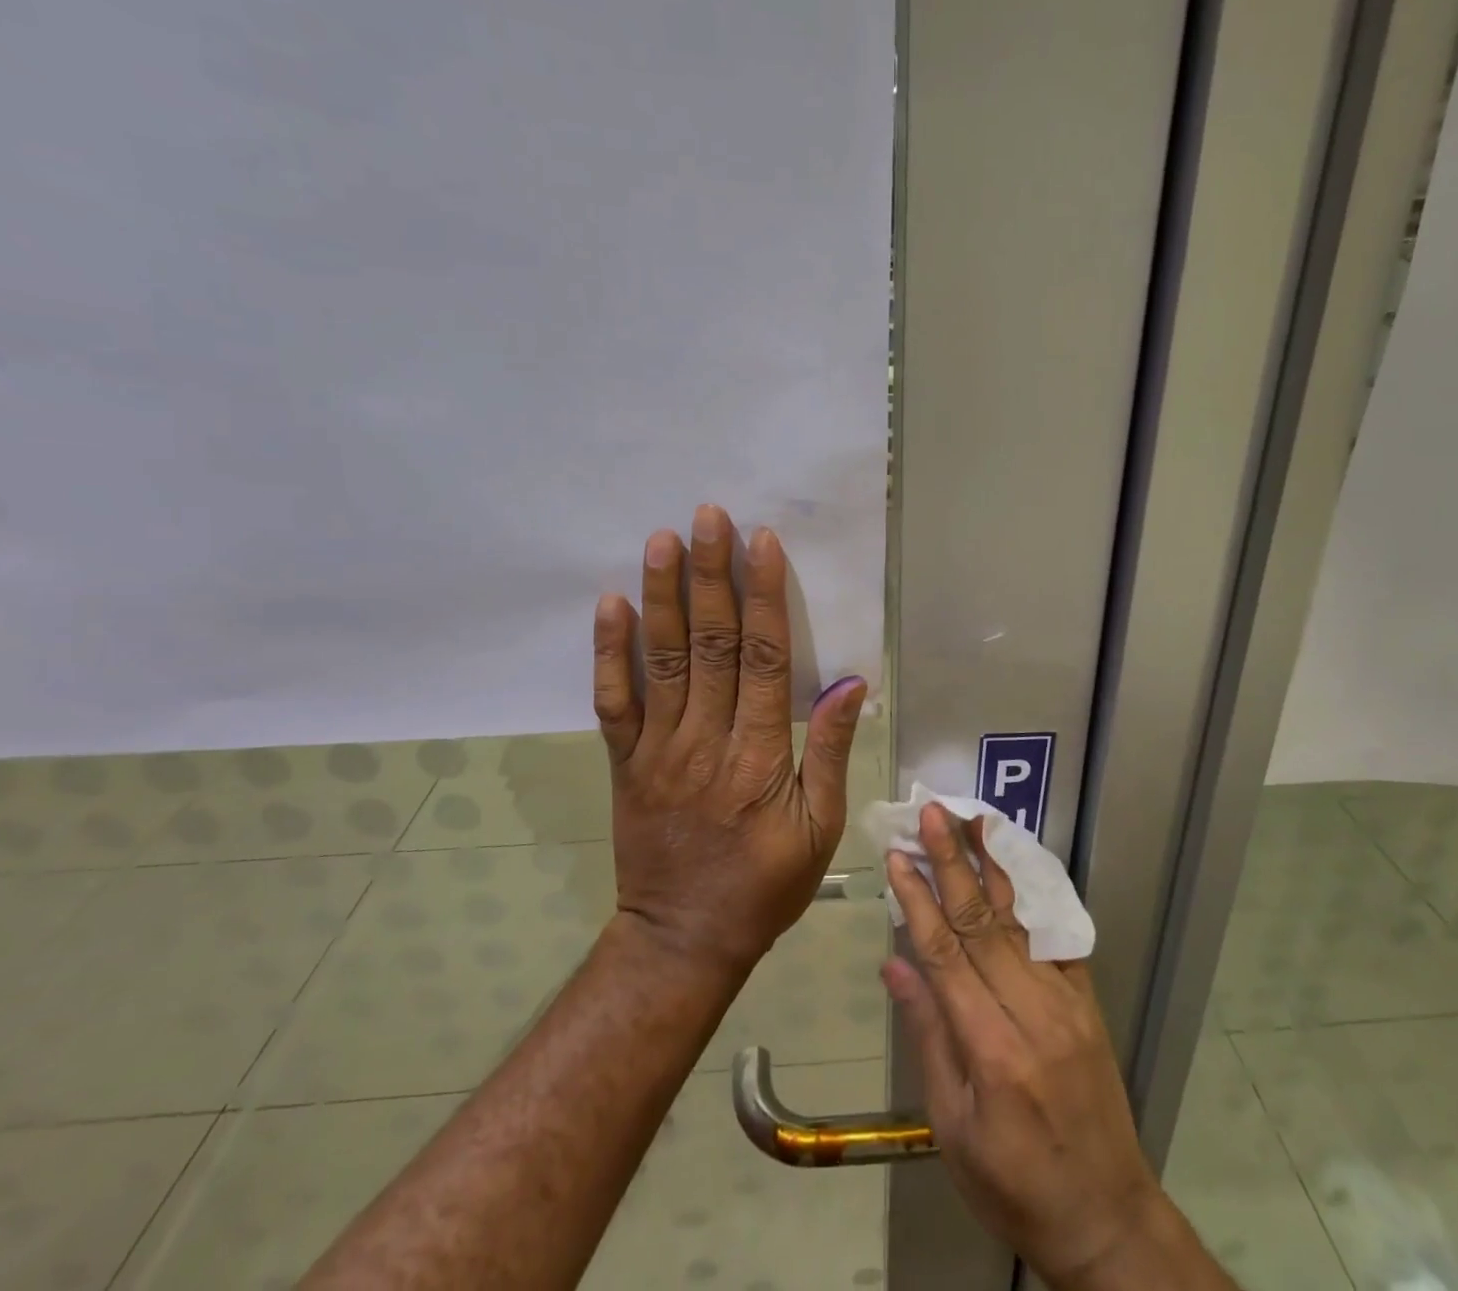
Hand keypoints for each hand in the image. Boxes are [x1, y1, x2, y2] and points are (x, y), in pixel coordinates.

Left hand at [593, 504, 866, 976]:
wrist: (682, 940)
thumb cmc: (764, 886)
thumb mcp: (820, 830)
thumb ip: (829, 752)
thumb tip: (848, 683)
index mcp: (759, 756)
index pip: (762, 658)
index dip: (763, 596)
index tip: (761, 543)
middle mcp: (706, 740)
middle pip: (710, 644)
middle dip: (711, 575)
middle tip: (708, 517)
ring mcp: (658, 749)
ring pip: (661, 660)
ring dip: (662, 596)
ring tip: (661, 540)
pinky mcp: (625, 763)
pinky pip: (614, 702)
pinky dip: (609, 652)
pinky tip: (611, 604)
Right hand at [883, 806, 1223, 1290]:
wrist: (1106, 1217)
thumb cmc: (1013, 1185)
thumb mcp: (953, 1128)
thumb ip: (927, 1037)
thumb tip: (895, 962)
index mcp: (992, 1048)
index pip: (945, 953)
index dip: (918, 899)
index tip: (898, 856)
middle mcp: (1032, 1011)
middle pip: (982, 921)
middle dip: (953, 861)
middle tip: (934, 812)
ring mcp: (1066, 1000)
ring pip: (1019, 918)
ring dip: (992, 864)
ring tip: (973, 819)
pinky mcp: (1088, 999)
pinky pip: (1055, 936)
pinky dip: (1032, 895)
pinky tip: (1016, 863)